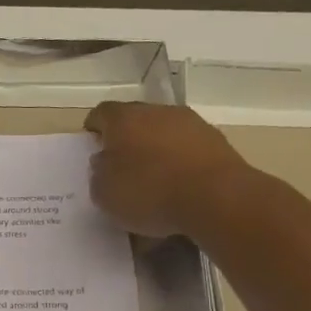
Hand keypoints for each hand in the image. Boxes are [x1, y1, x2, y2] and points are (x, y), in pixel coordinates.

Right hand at [84, 101, 247, 238]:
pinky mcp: (217, 142)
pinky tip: (178, 186)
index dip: (94, 129)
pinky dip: (180, 162)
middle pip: (135, 119)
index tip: (93, 146)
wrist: (216, 199)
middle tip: (121, 164)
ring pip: (164, 132)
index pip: (101, 113)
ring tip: (153, 178)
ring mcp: (192, 124)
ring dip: (156, 148)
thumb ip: (99, 172)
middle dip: (126, 138)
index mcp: (124, 119)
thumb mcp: (104, 192)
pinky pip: (188, 148)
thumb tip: (105, 161)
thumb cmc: (149, 192)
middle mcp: (158, 112)